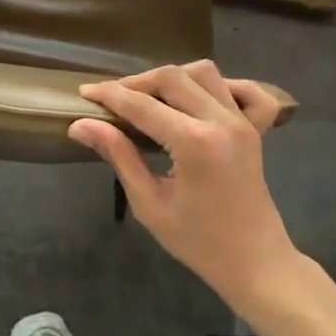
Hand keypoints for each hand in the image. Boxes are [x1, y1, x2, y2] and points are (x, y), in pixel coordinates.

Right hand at [69, 61, 297, 309]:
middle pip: (172, 77)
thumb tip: (80, 125)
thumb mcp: (149, 204)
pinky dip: (221, 85)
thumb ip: (118, 156)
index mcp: (194, 143)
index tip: (85, 93)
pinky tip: (200, 99)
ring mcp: (242, 122)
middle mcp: (221, 122)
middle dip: (136, 83)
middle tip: (112, 99)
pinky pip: (245, 90)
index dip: (110, 95)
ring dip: (173, 78)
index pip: (142, 105)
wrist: (255, 263)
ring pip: (204, 72)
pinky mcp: (255, 128)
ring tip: (150, 98)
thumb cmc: (198, 242)